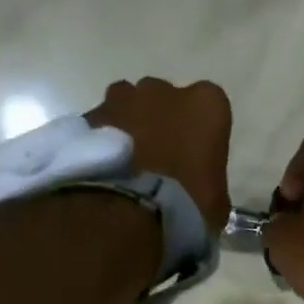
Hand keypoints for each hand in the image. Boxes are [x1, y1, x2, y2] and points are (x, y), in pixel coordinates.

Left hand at [86, 78, 232, 236]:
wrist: (127, 212)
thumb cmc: (186, 205)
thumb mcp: (215, 203)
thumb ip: (209, 184)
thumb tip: (200, 192)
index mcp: (206, 104)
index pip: (209, 109)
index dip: (201, 135)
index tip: (194, 160)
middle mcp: (164, 91)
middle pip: (164, 101)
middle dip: (162, 123)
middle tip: (158, 162)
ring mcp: (122, 98)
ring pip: (128, 106)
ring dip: (129, 127)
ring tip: (126, 166)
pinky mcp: (88, 115)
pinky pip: (99, 125)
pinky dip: (101, 142)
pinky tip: (103, 171)